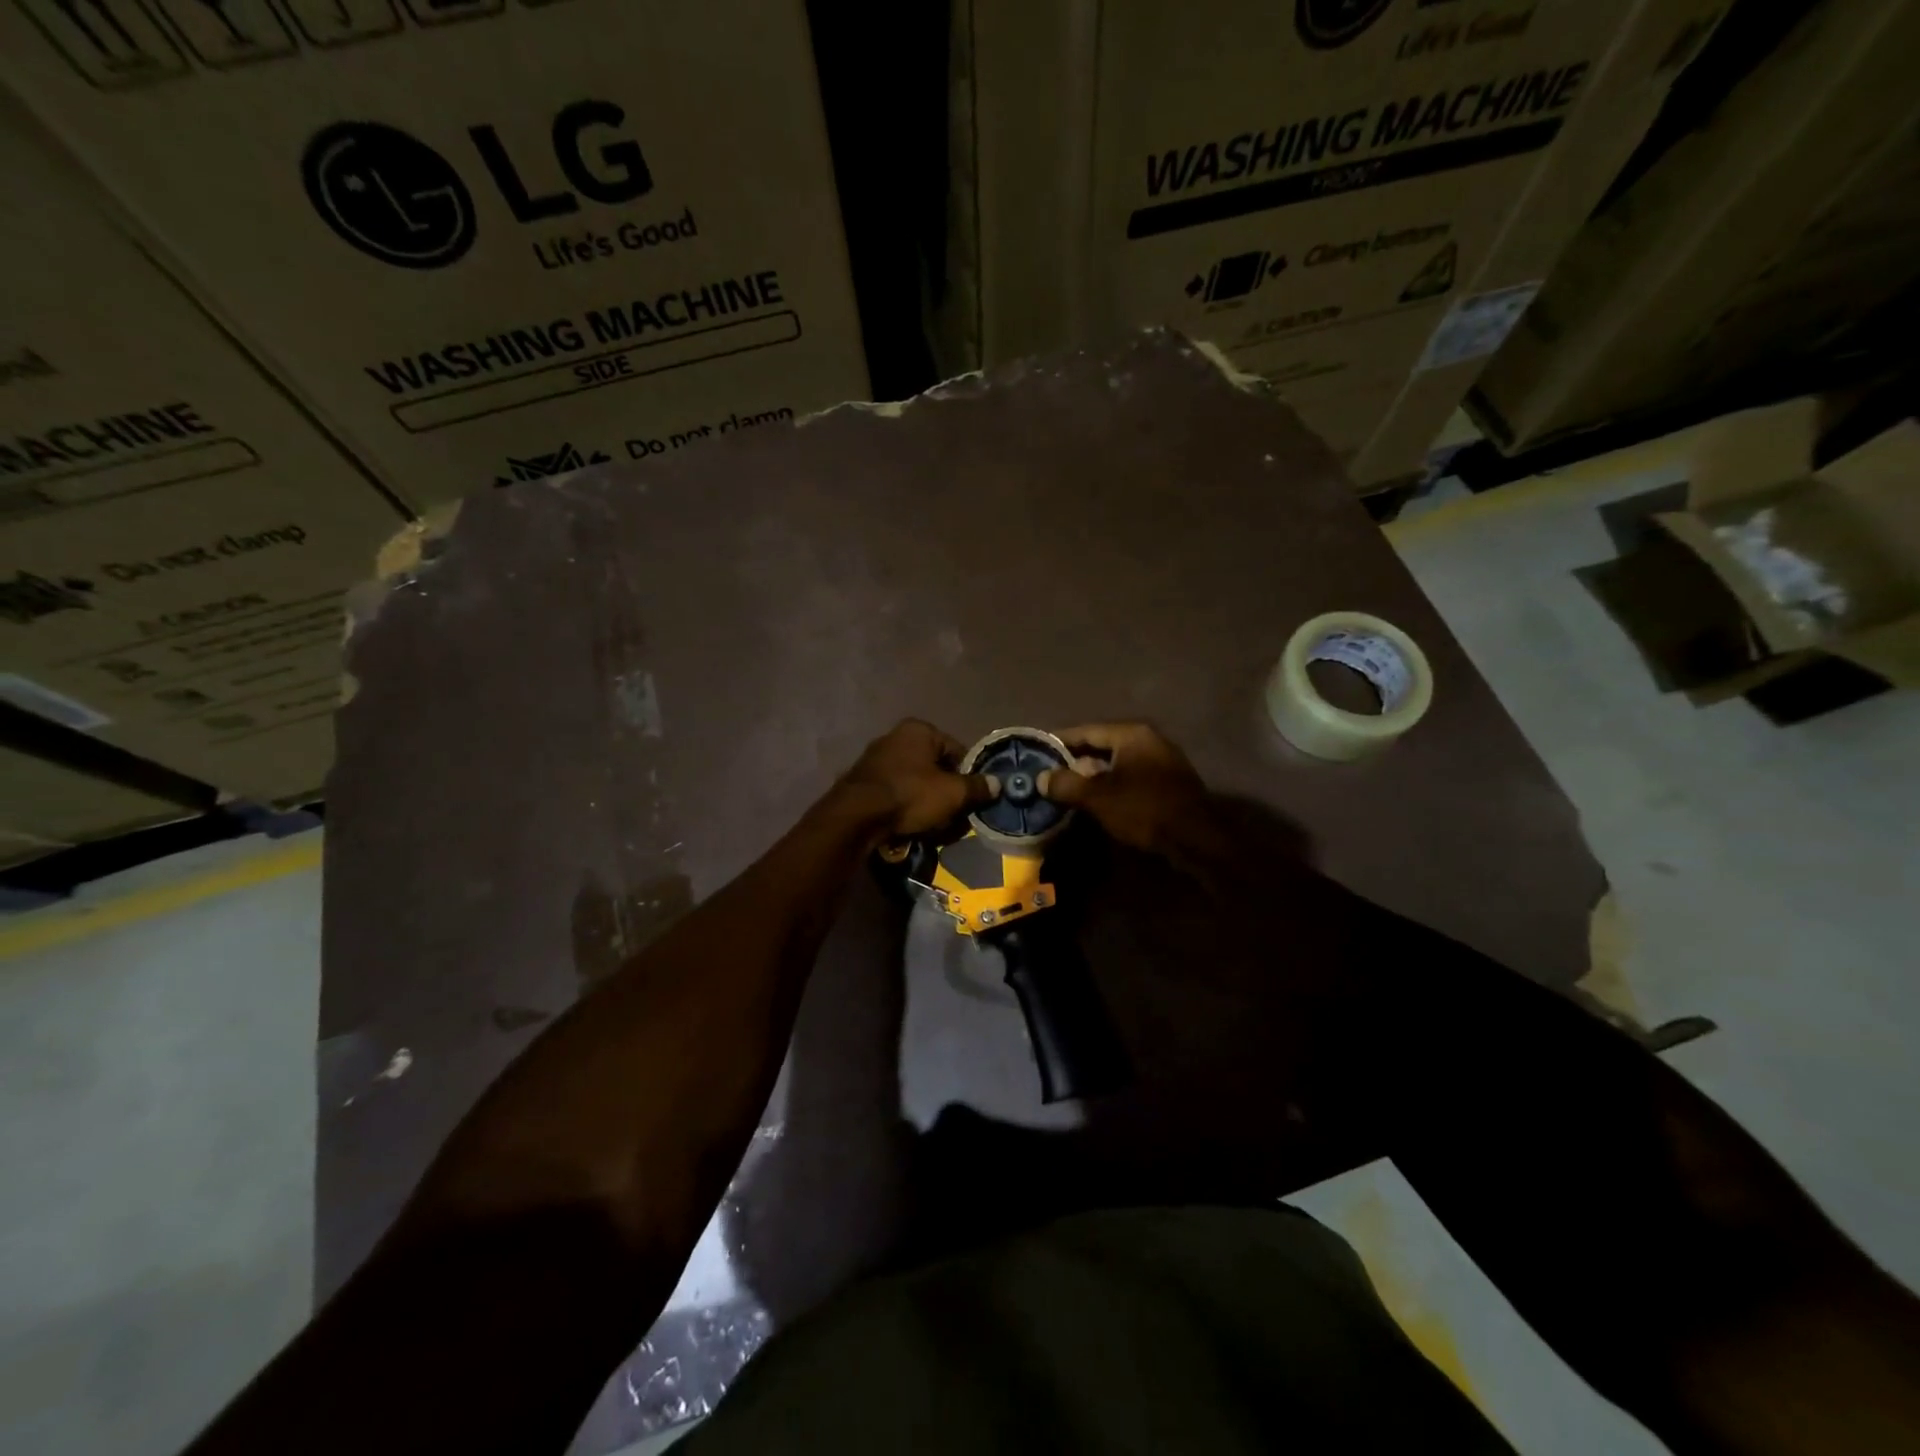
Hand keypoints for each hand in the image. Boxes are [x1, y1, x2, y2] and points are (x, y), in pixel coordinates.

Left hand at [837, 719, 997, 839]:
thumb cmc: (911, 795)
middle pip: (934, 766)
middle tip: (953, 815)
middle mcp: (896, 736)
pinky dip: (904, 806)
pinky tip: (908, 824)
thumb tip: (998, 784)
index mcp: (919, 729)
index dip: (968, 776)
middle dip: (945, 791)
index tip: (972, 799)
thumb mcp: (953, 793)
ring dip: (926, 801)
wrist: (856, 816)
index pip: (957, 750)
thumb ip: (978, 787)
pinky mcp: (862, 781)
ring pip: (915, 781)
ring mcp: (876, 758)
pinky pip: (895, 792)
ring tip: (932, 824)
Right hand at [1039, 723, 1209, 852]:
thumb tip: (1041, 778)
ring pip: (1117, 763)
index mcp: (1131, 734)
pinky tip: (1097, 800)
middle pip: (1102, 746)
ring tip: (1068, 788)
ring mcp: (1162, 760)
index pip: (1086, 731)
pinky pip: (1131, 776)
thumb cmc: (1144, 809)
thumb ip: (1066, 784)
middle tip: (1049, 773)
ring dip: (1093, 775)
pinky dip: (1112, 784)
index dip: (1059, 741)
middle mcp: (1148, 740)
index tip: (1036, 750)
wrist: (1196, 839)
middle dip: (1075, 760)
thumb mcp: (1098, 797)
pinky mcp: (1169, 782)